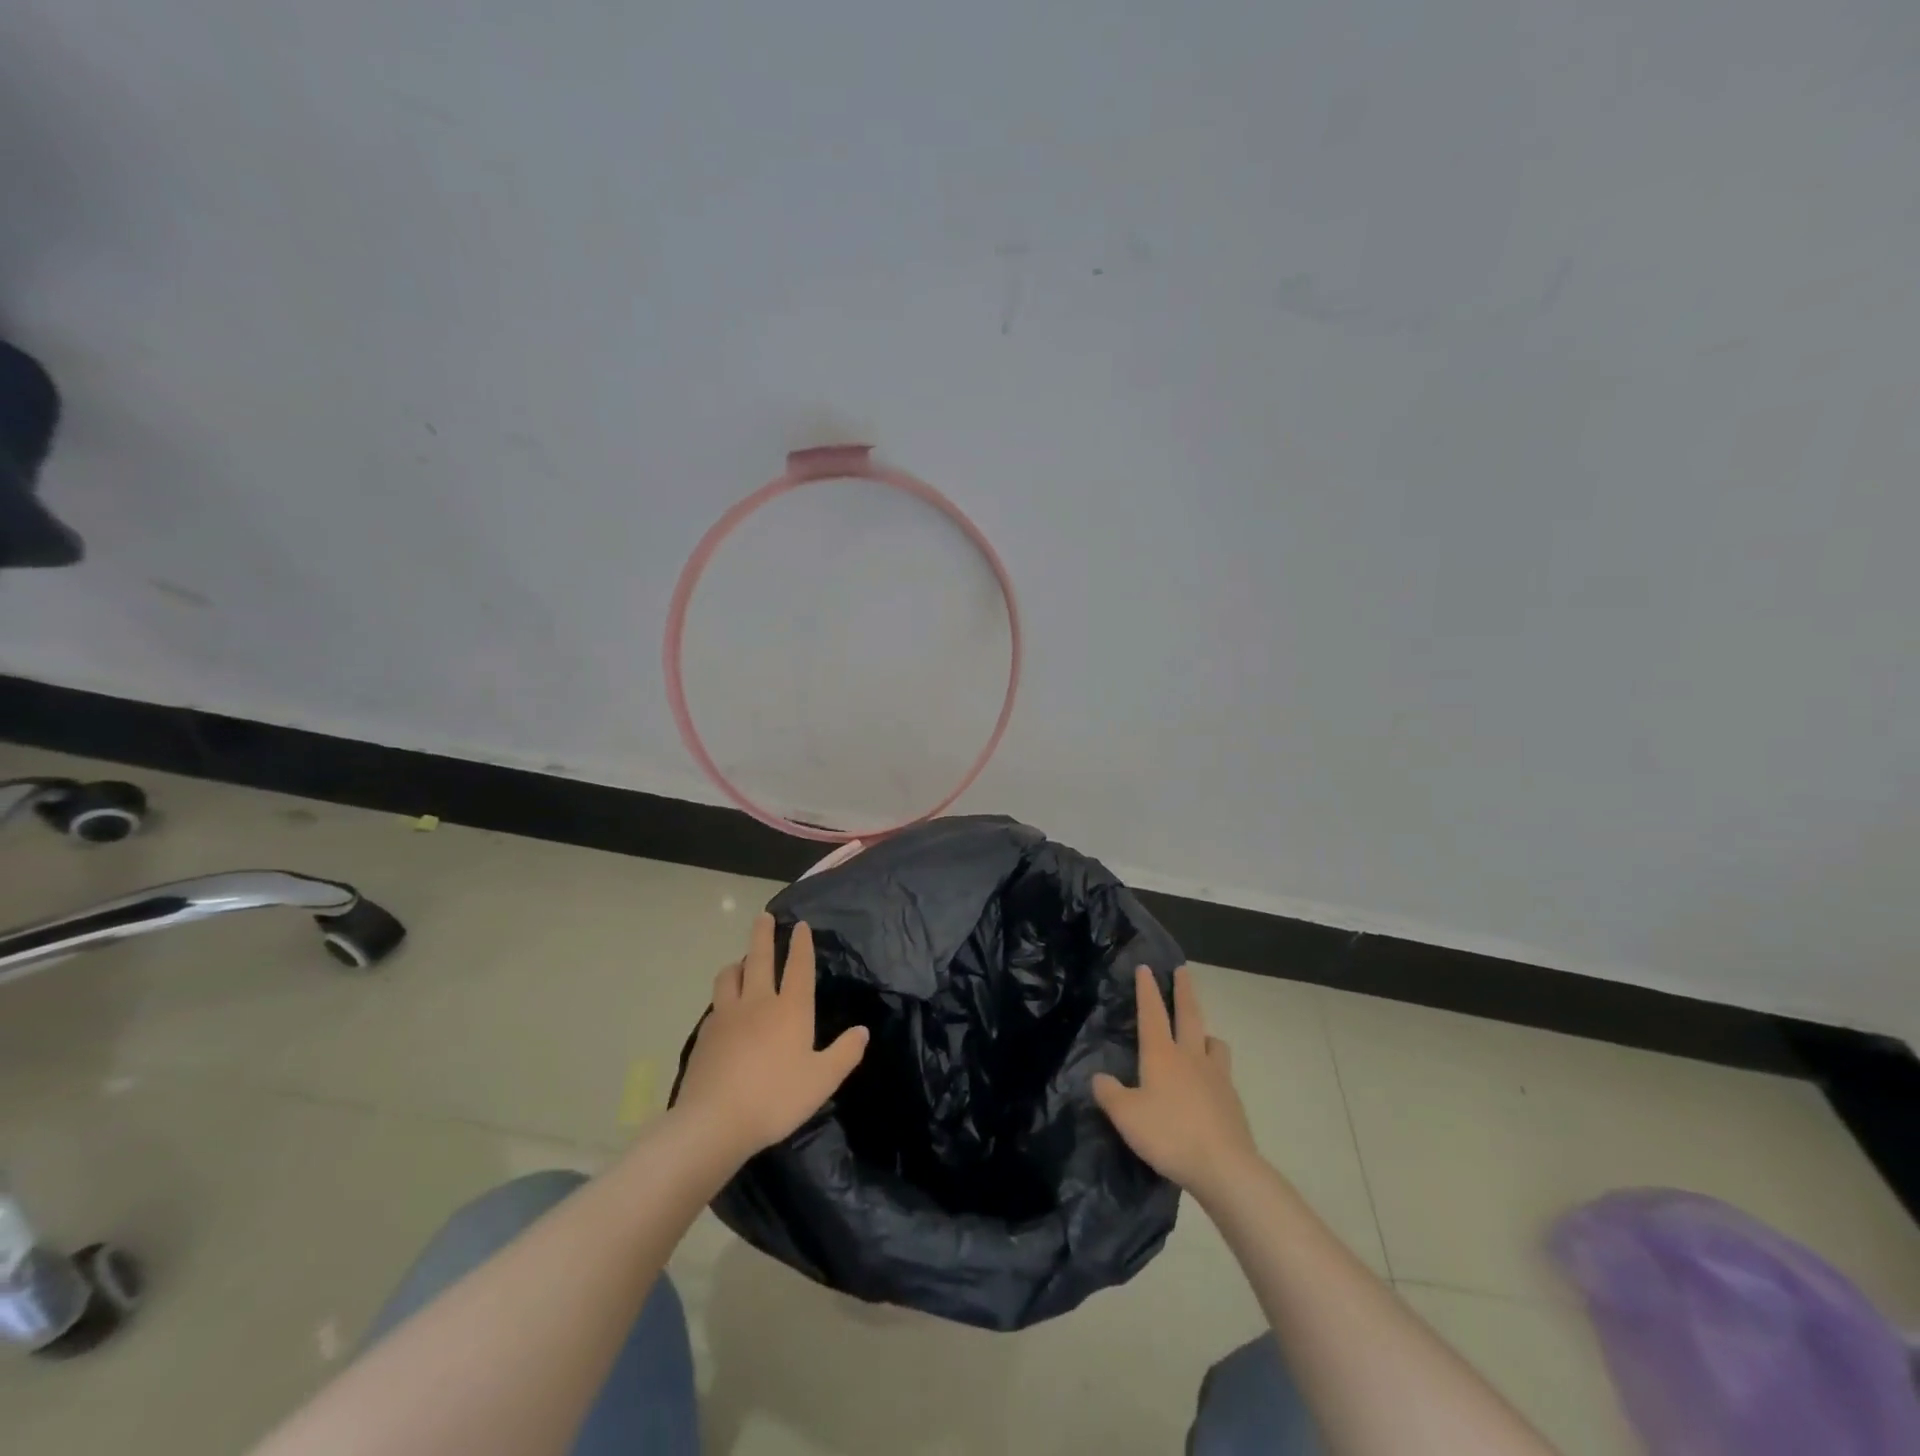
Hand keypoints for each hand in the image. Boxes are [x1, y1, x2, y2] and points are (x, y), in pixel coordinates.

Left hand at [676, 913, 868, 1162]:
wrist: (714, 1121)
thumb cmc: (776, 1098)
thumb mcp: (822, 1081)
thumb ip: (844, 1053)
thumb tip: (863, 1031)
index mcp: (790, 1009)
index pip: (798, 966)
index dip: (801, 944)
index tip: (800, 925)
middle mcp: (758, 1002)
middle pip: (759, 958)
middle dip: (763, 935)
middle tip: (764, 916)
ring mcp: (726, 1016)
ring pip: (730, 976)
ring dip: (738, 963)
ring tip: (741, 961)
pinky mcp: (705, 1034)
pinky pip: (716, 1003)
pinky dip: (723, 995)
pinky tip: (724, 1007)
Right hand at [1093, 965, 1260, 1204]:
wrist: (1224, 1167)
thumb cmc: (1169, 1135)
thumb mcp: (1126, 1117)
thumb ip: (1110, 1094)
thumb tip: (1100, 1078)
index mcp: (1161, 1055)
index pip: (1152, 1013)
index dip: (1147, 989)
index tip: (1146, 967)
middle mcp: (1190, 1057)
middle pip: (1189, 1015)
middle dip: (1184, 991)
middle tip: (1183, 971)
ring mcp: (1216, 1077)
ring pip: (1213, 1043)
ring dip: (1205, 1032)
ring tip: (1201, 1034)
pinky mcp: (1232, 1101)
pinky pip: (1222, 1072)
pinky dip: (1215, 1067)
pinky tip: (1210, 1083)